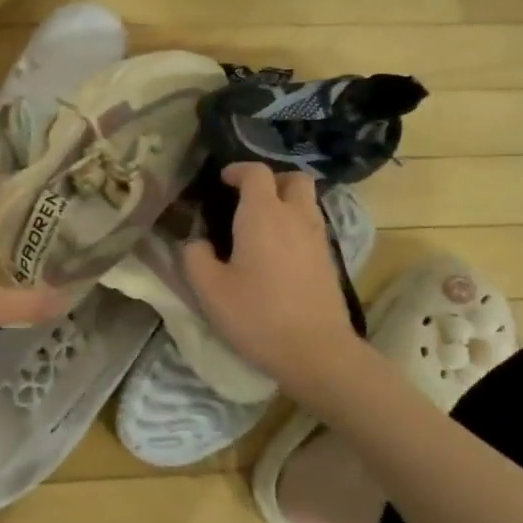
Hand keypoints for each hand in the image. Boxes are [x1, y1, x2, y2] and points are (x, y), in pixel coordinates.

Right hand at [182, 162, 360, 383]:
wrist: (316, 352)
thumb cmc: (256, 316)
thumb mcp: (208, 290)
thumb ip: (193, 257)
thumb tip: (194, 242)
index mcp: (263, 215)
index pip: (256, 173)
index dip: (237, 171)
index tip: (221, 181)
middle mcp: (295, 217)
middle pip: (293, 179)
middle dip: (271, 181)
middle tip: (247, 199)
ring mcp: (318, 238)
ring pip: (307, 202)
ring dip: (285, 203)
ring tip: (260, 226)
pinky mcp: (329, 260)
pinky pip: (312, 226)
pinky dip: (295, 226)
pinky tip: (277, 253)